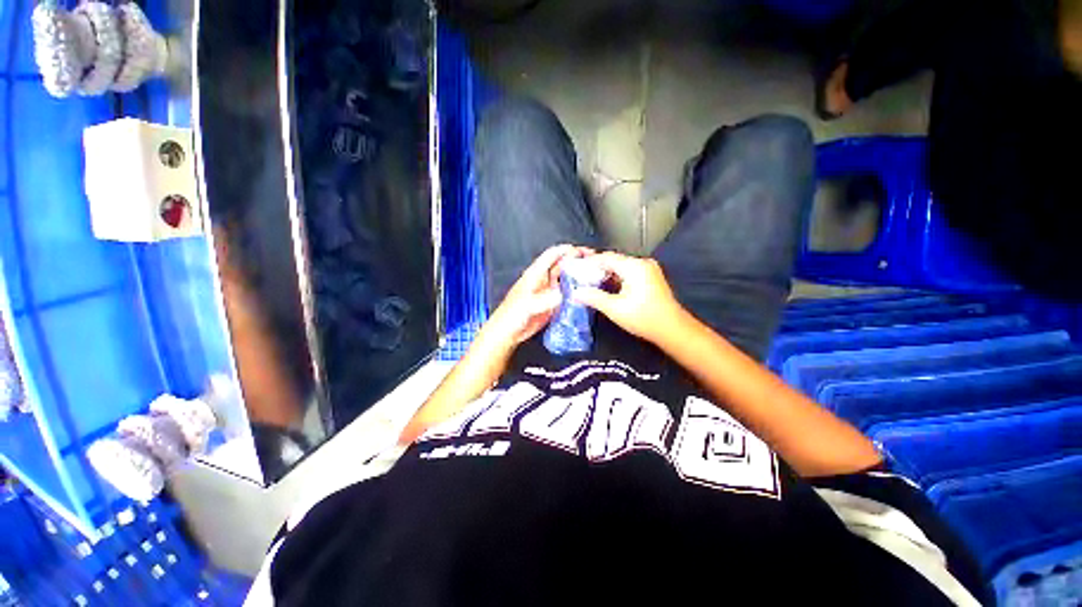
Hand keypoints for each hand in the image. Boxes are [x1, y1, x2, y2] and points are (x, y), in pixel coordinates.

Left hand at [481, 244, 592, 353]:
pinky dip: (577, 291)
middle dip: (576, 261)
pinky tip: (586, 293)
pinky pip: (567, 294)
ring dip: (578, 275)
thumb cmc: (511, 315)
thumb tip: (563, 295)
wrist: (508, 332)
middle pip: (562, 264)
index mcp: (534, 274)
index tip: (581, 251)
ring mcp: (549, 291)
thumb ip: (544, 300)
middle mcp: (543, 280)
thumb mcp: (526, 305)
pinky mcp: (553, 304)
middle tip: (593, 262)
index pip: (551, 256)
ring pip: (566, 278)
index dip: (565, 250)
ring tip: (594, 276)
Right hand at [571, 252, 687, 344]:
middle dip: (596, 268)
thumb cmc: (643, 318)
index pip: (606, 257)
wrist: (673, 329)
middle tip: (579, 277)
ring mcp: (648, 270)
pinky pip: (628, 273)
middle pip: (613, 261)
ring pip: (621, 267)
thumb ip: (593, 298)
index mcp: (634, 266)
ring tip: (589, 283)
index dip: (588, 262)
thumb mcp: (614, 309)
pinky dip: (616, 278)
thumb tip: (575, 293)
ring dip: (606, 274)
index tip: (574, 269)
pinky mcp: (651, 278)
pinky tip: (607, 287)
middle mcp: (642, 263)